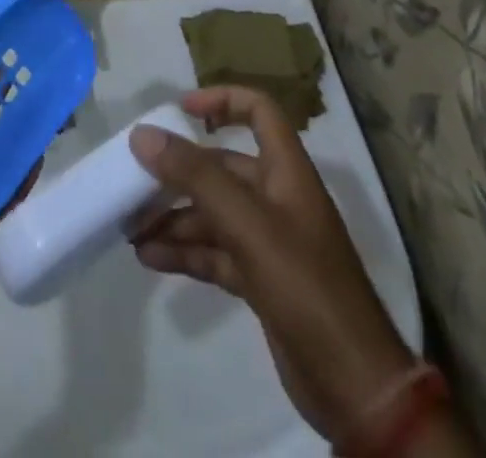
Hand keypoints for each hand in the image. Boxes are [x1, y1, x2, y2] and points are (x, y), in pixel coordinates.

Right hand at [130, 87, 418, 452]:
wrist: (355, 386)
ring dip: (174, 217)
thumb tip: (142, 134)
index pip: (258, 111)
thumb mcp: (247, 223)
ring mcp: (269, 242)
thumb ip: (194, 176)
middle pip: (222, 168)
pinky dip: (185, 252)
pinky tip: (150, 257)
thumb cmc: (304, 284)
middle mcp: (277, 198)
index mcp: (286, 170)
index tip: (179, 110)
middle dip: (178, 174)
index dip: (221, 100)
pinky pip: (215, 253)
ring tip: (130, 227)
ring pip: (213, 214)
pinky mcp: (261, 281)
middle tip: (133, 182)